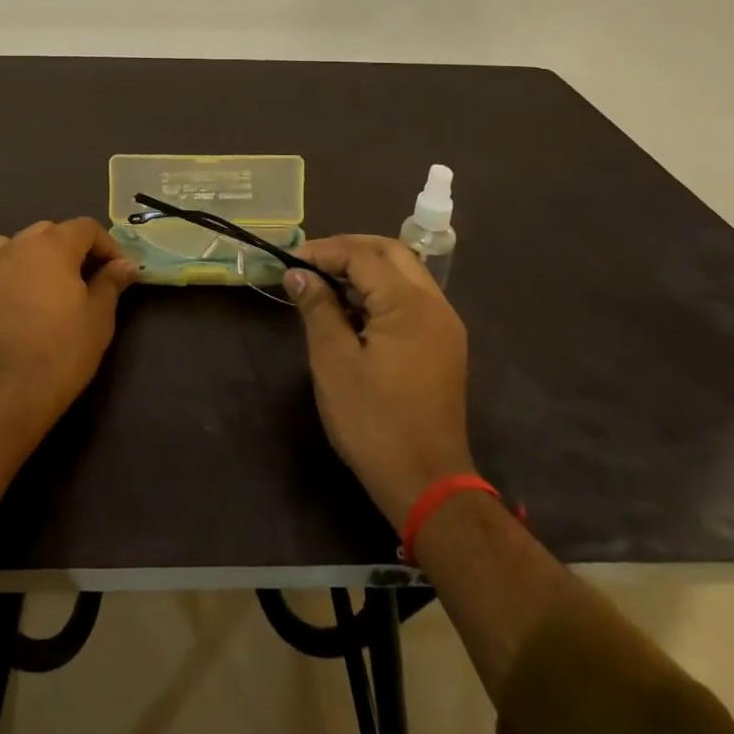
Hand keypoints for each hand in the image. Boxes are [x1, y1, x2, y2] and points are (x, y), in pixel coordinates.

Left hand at [0, 218, 137, 538]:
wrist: (4, 397)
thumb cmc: (61, 353)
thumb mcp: (99, 318)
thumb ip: (111, 283)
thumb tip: (125, 264)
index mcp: (52, 245)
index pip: (86, 228)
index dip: (107, 245)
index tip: (118, 271)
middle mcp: (14, 245)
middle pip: (46, 232)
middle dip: (68, 249)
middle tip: (83, 280)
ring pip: (5, 245)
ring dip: (23, 257)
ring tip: (36, 283)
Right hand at [285, 236, 474, 530]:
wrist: (427, 484)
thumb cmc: (374, 422)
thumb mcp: (334, 362)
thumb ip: (318, 308)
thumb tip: (298, 274)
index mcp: (409, 305)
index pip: (362, 256)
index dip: (324, 252)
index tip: (290, 261)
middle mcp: (434, 305)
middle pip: (391, 252)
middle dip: (349, 249)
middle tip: (311, 262)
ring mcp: (444, 325)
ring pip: (405, 273)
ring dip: (367, 268)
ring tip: (326, 283)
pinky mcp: (444, 344)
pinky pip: (412, 298)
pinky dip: (382, 291)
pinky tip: (354, 310)